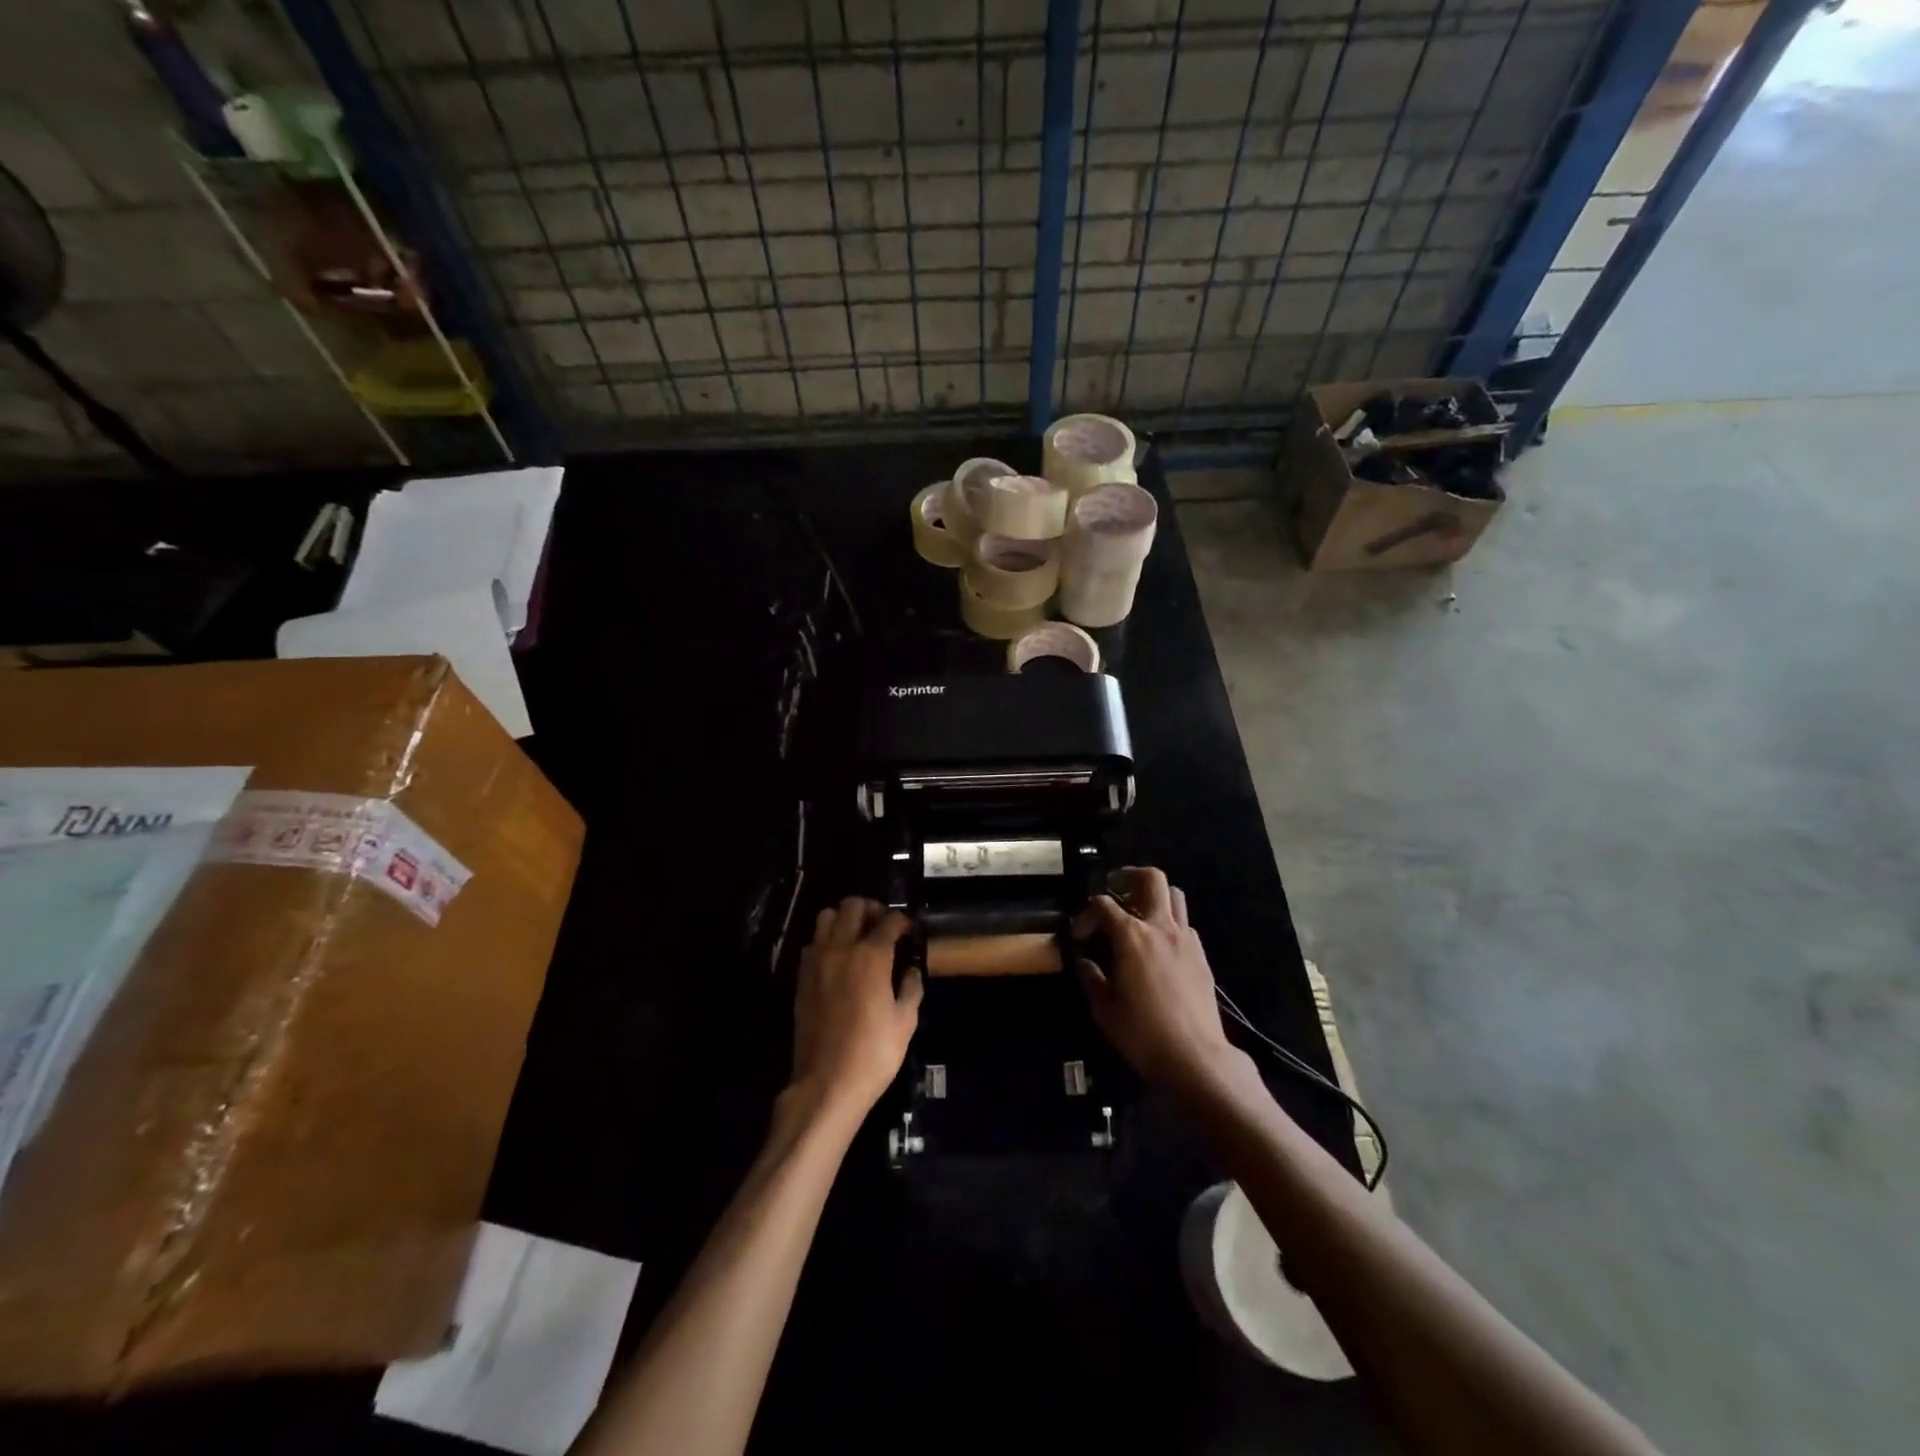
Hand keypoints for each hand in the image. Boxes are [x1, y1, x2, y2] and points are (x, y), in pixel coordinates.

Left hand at [788, 898, 922, 1123]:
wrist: (826, 1083)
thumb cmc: (873, 1053)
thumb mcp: (905, 1021)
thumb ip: (911, 987)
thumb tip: (911, 969)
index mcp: (871, 956)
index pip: (889, 920)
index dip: (903, 921)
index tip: (909, 930)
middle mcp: (841, 948)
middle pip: (852, 906)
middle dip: (871, 909)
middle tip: (883, 926)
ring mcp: (816, 961)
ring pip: (826, 917)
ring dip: (844, 919)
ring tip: (857, 937)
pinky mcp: (801, 977)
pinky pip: (813, 942)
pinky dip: (826, 940)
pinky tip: (838, 960)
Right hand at [1074, 868, 1245, 1094]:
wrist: (1196, 1057)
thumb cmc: (1143, 1034)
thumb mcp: (1105, 1010)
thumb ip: (1092, 979)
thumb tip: (1085, 962)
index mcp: (1131, 936)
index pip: (1103, 905)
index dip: (1086, 914)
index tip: (1079, 936)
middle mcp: (1160, 927)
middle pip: (1151, 879)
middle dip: (1129, 876)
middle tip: (1114, 890)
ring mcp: (1185, 939)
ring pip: (1174, 895)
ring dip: (1154, 895)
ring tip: (1138, 912)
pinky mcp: (1201, 955)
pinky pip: (1185, 923)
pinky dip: (1169, 922)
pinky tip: (1158, 945)